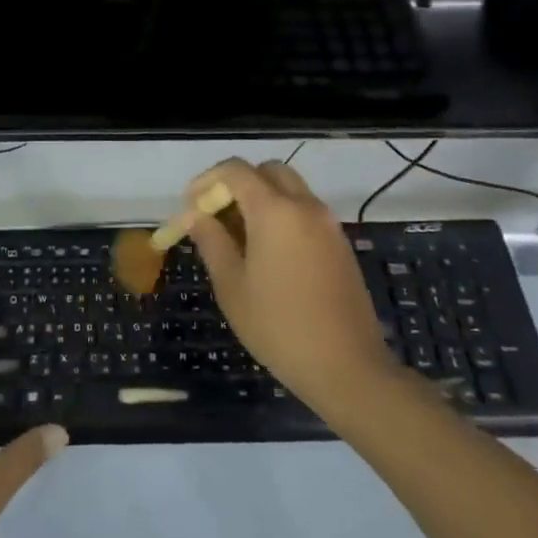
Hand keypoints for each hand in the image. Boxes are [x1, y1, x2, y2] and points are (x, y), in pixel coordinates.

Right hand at [186, 159, 405, 422]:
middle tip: (216, 215)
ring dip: (261, 198)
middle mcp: (305, 206)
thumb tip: (193, 215)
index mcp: (275, 210)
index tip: (190, 206)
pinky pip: (305, 212)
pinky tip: (267, 253)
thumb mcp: (232, 285)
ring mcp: (328, 224)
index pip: (235, 170)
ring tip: (238, 237)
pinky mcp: (340, 244)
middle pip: (267, 171)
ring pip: (289, 189)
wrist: (347, 367)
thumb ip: (211, 240)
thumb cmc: (278, 326)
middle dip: (237, 183)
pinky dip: (281, 215)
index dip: (207, 181)